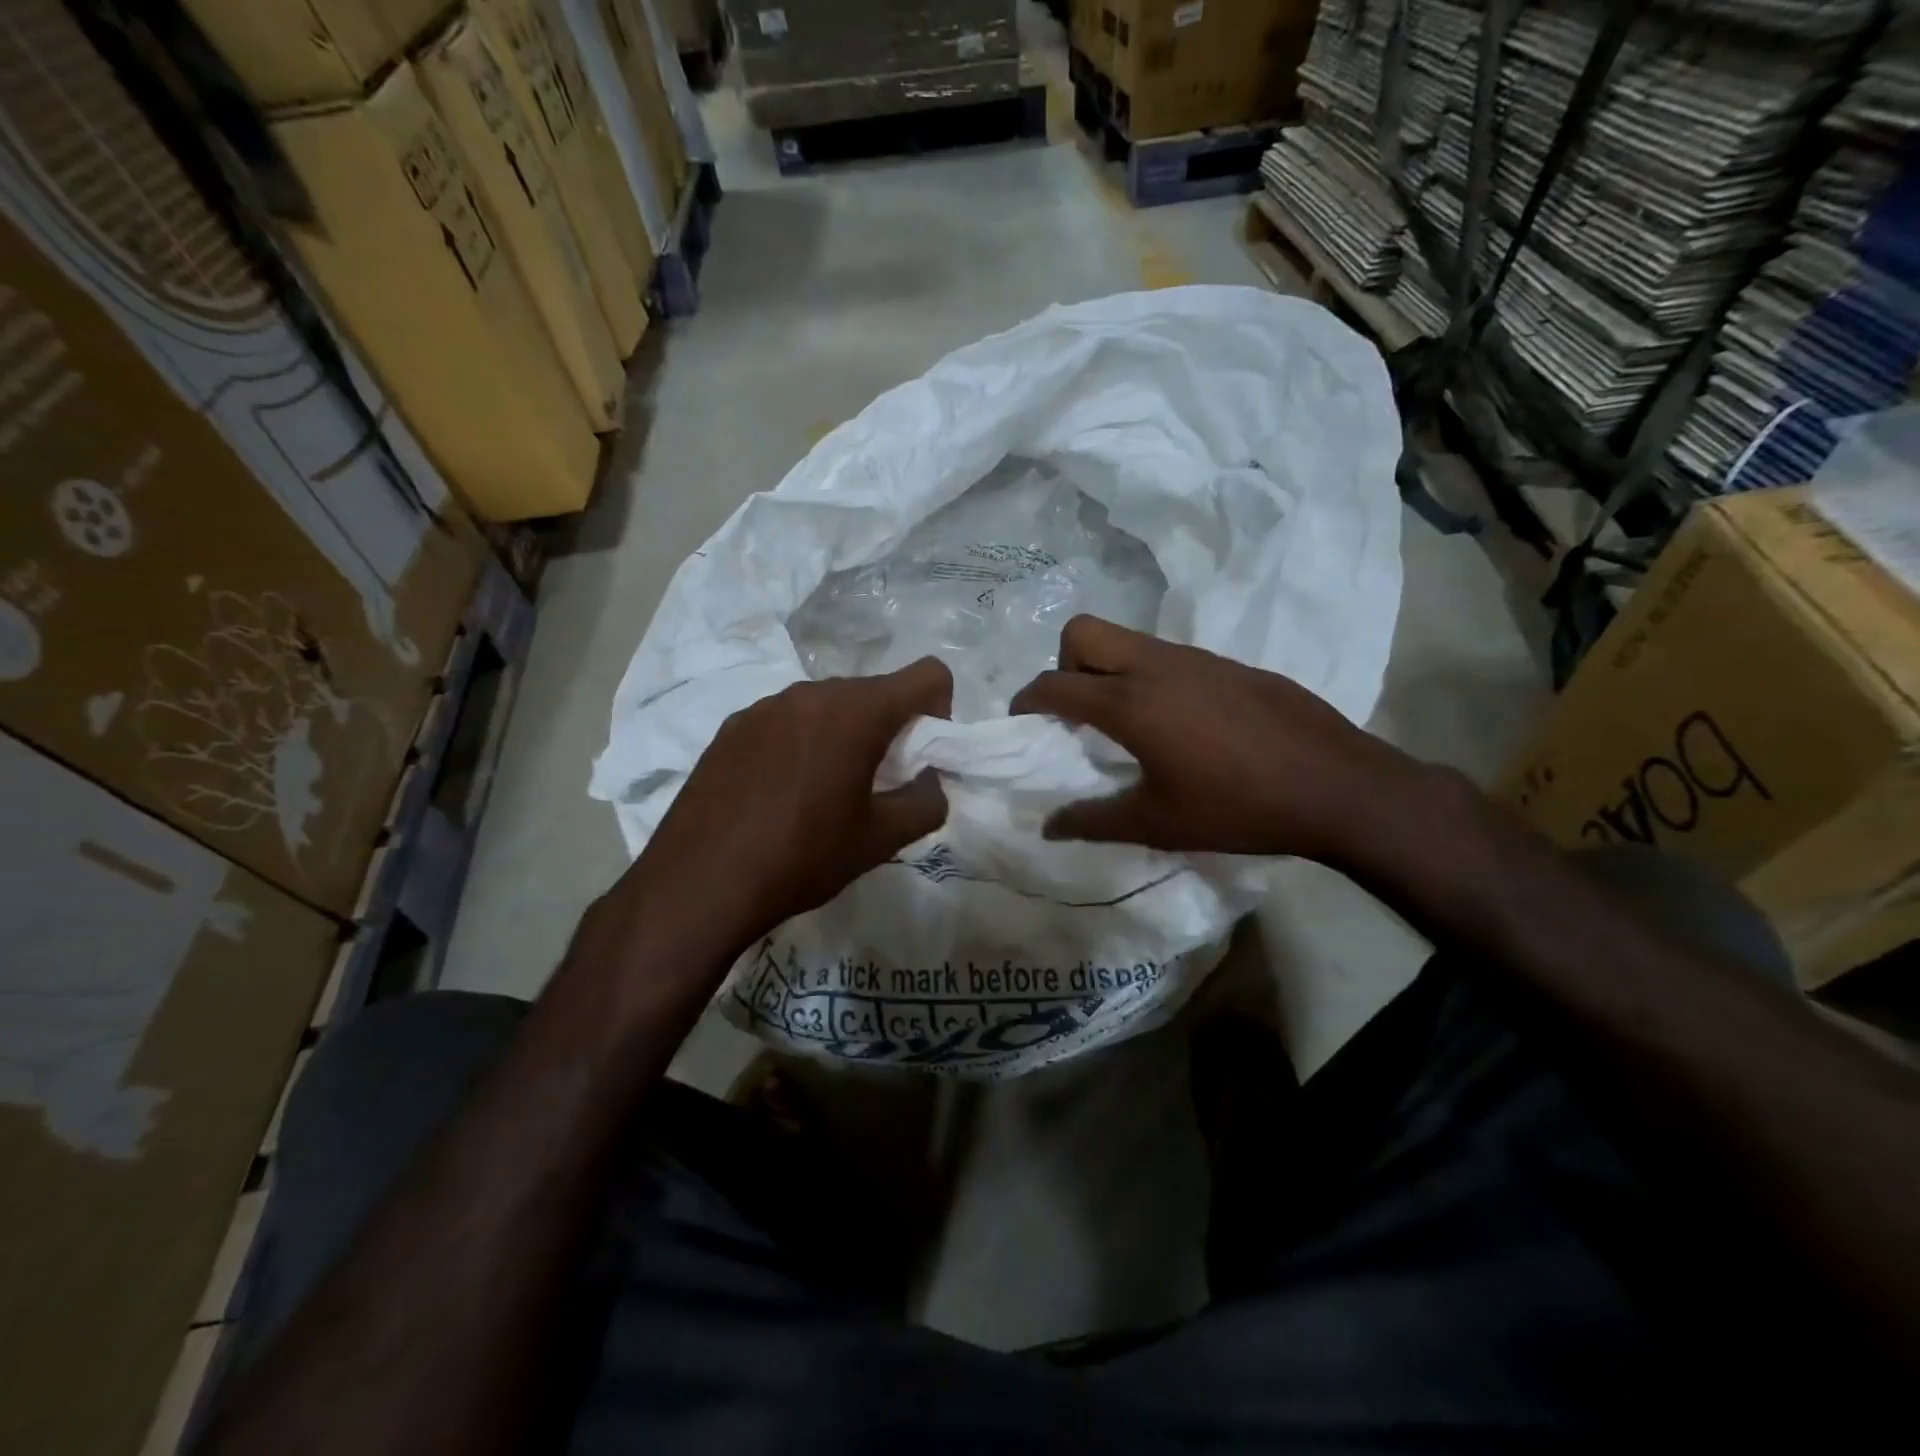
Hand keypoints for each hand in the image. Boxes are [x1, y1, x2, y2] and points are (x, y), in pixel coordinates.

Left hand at [622, 658, 952, 953]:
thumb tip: (931, 783)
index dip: (940, 710)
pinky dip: (802, 743)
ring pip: (829, 706)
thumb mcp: (880, 840)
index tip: (920, 757)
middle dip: (890, 729)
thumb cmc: (802, 857)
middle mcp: (811, 693)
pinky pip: (787, 721)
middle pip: (875, 692)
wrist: (699, 882)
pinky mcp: (732, 726)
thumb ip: (927, 803)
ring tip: (823, 792)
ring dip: (843, 736)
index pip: (927, 674)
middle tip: (876, 785)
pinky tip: (780, 793)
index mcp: (856, 712)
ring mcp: (765, 706)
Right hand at [1010, 616, 1429, 865]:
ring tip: (1127, 723)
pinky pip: (1168, 656)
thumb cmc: (1237, 807)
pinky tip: (1180, 724)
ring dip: (1108, 669)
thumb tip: (1049, 827)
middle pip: (1083, 632)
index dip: (1026, 700)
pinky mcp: (1228, 664)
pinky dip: (1150, 677)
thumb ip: (1093, 821)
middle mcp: (1156, 666)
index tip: (1022, 722)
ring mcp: (1196, 658)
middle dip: (1064, 664)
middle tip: (1078, 712)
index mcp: (1130, 702)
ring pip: (1128, 640)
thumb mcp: (1158, 823)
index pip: (1054, 684)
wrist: (1336, 785)